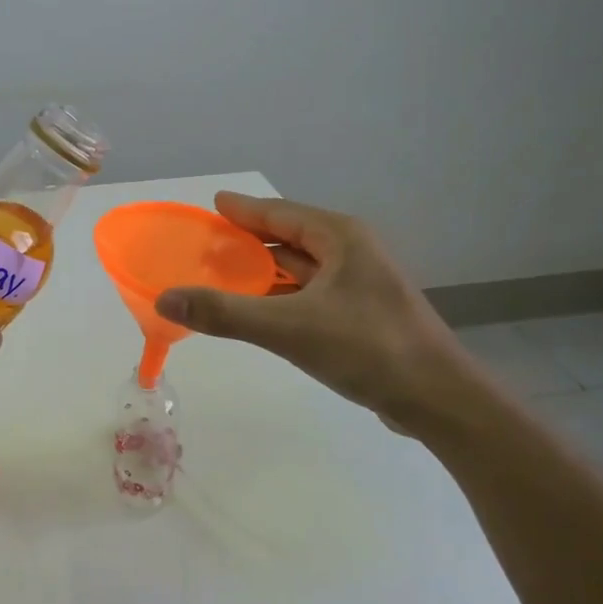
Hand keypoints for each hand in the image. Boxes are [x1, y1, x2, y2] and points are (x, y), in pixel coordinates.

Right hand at [154, 192, 484, 434]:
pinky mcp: (363, 315)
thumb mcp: (288, 327)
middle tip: (208, 247)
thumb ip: (225, 312)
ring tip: (224, 278)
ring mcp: (361, 285)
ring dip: (265, 273)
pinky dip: (281, 298)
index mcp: (339, 238)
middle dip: (249, 242)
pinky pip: (310, 295)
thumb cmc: (366, 348)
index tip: (213, 205)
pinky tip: (260, 313)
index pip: (279, 213)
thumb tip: (166, 298)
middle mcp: (352, 252)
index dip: (243, 210)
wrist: (436, 398)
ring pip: (301, 270)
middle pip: (290, 238)